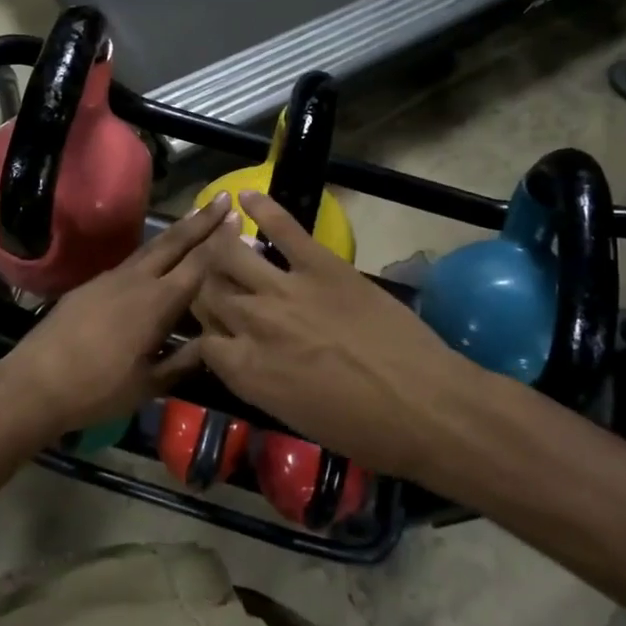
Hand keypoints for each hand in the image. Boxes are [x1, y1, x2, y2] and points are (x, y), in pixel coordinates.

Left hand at [0, 193, 231, 443]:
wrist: (35, 382)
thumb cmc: (98, 390)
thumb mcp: (150, 384)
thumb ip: (184, 361)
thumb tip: (215, 341)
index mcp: (157, 303)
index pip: (197, 264)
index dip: (219, 241)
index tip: (237, 218)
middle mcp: (136, 280)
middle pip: (174, 243)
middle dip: (201, 220)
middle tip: (223, 199)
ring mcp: (110, 278)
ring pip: (150, 248)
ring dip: (176, 232)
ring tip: (195, 218)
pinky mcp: (90, 285)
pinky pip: (130, 261)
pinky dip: (152, 252)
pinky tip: (156, 257)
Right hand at [193, 192, 479, 477]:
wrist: (424, 406)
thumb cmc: (364, 431)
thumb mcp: (293, 417)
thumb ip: (258, 381)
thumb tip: (248, 359)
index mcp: (245, 370)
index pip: (201, 341)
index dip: (203, 335)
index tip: (215, 334)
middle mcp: (252, 324)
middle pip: (208, 293)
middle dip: (205, 289)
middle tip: (214, 284)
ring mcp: (284, 288)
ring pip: (230, 255)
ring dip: (218, 247)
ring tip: (217, 237)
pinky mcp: (320, 264)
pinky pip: (283, 227)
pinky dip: (263, 207)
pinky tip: (245, 195)